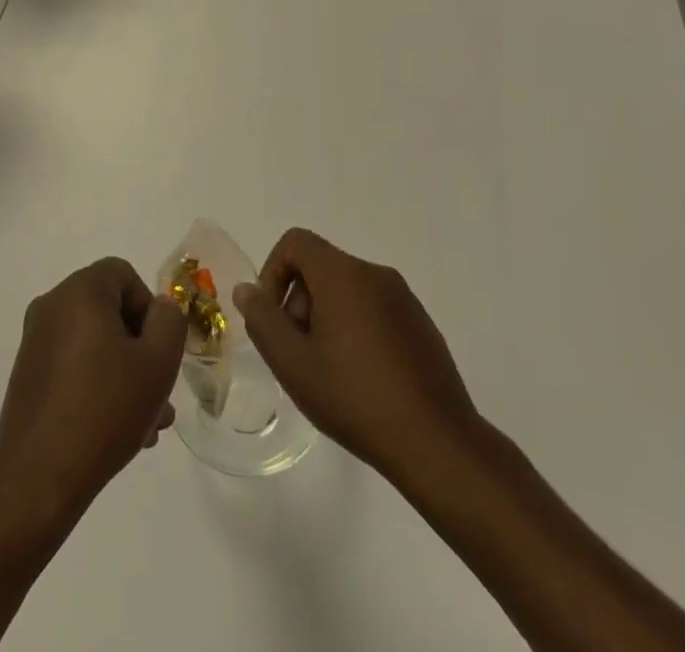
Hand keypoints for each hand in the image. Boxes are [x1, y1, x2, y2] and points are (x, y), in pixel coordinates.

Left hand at [0, 257, 185, 531]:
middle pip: (110, 311)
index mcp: (79, 291)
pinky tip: (120, 431)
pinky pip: (75, 366)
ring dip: (125, 373)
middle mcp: (52, 306)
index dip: (149, 307)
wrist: (36, 480)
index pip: (123, 274)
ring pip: (95, 344)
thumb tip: (160, 309)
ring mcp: (36, 343)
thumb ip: (170, 323)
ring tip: (149, 423)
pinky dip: (99, 385)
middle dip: (141, 348)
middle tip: (160, 391)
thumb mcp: (157, 363)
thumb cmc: (104, 411)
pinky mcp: (28, 376)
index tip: (159, 350)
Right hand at [234, 228, 479, 481]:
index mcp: (343, 274)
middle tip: (300, 354)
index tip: (275, 320)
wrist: (437, 443)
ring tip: (329, 372)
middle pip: (320, 267)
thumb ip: (263, 320)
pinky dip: (356, 330)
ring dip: (327, 318)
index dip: (273, 272)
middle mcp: (375, 274)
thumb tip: (247, 290)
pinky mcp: (421, 324)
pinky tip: (362, 380)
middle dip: (299, 302)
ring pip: (347, 290)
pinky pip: (374, 309)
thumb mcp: (293, 364)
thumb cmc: (355, 398)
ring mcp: (403, 298)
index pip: (296, 242)